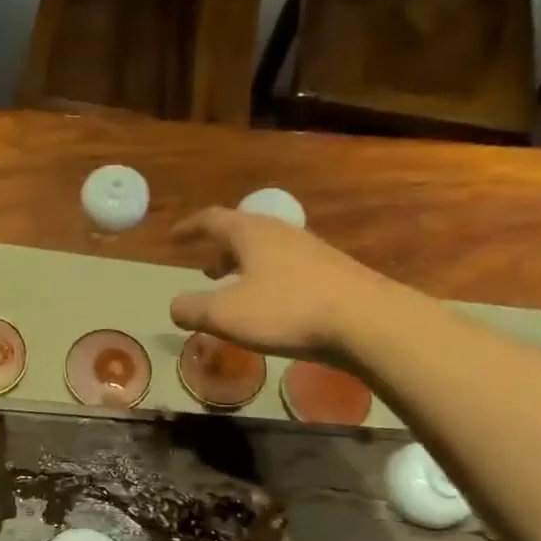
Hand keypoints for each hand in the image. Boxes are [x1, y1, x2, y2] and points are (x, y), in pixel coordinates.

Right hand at [169, 208, 391, 356]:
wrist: (366, 321)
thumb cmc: (286, 310)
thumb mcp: (225, 314)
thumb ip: (192, 309)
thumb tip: (176, 306)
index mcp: (251, 233)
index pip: (212, 219)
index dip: (189, 228)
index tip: (174, 238)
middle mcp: (281, 233)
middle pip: (242, 233)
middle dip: (219, 250)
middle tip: (206, 271)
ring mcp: (311, 250)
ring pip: (266, 251)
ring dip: (244, 267)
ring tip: (235, 290)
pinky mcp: (332, 272)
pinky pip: (287, 268)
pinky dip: (267, 280)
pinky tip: (270, 306)